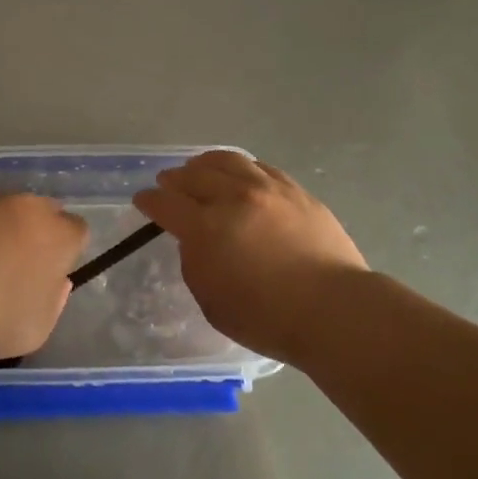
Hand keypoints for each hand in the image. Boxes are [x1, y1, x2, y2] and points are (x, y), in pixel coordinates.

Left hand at [0, 193, 86, 358]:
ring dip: (2, 228)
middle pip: (43, 212)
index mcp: (58, 234)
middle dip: (37, 233)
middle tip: (18, 265)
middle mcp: (28, 207)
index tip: (51, 271)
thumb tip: (55, 281)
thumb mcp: (40, 327)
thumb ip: (54, 298)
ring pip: (6, 209)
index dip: (66, 251)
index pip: (77, 231)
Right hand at [134, 150, 368, 365]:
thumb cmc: (268, 318)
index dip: (149, 200)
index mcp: (206, 228)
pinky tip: (239, 173)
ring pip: (227, 161)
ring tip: (198, 168)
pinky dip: (241, 167)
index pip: (166, 204)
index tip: (143, 200)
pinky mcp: (295, 190)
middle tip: (168, 183)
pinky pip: (259, 167)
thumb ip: (195, 263)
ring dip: (205, 164)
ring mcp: (267, 189)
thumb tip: (195, 241)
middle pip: (193, 175)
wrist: (334, 310)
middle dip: (174, 179)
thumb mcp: (212, 301)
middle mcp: (233, 198)